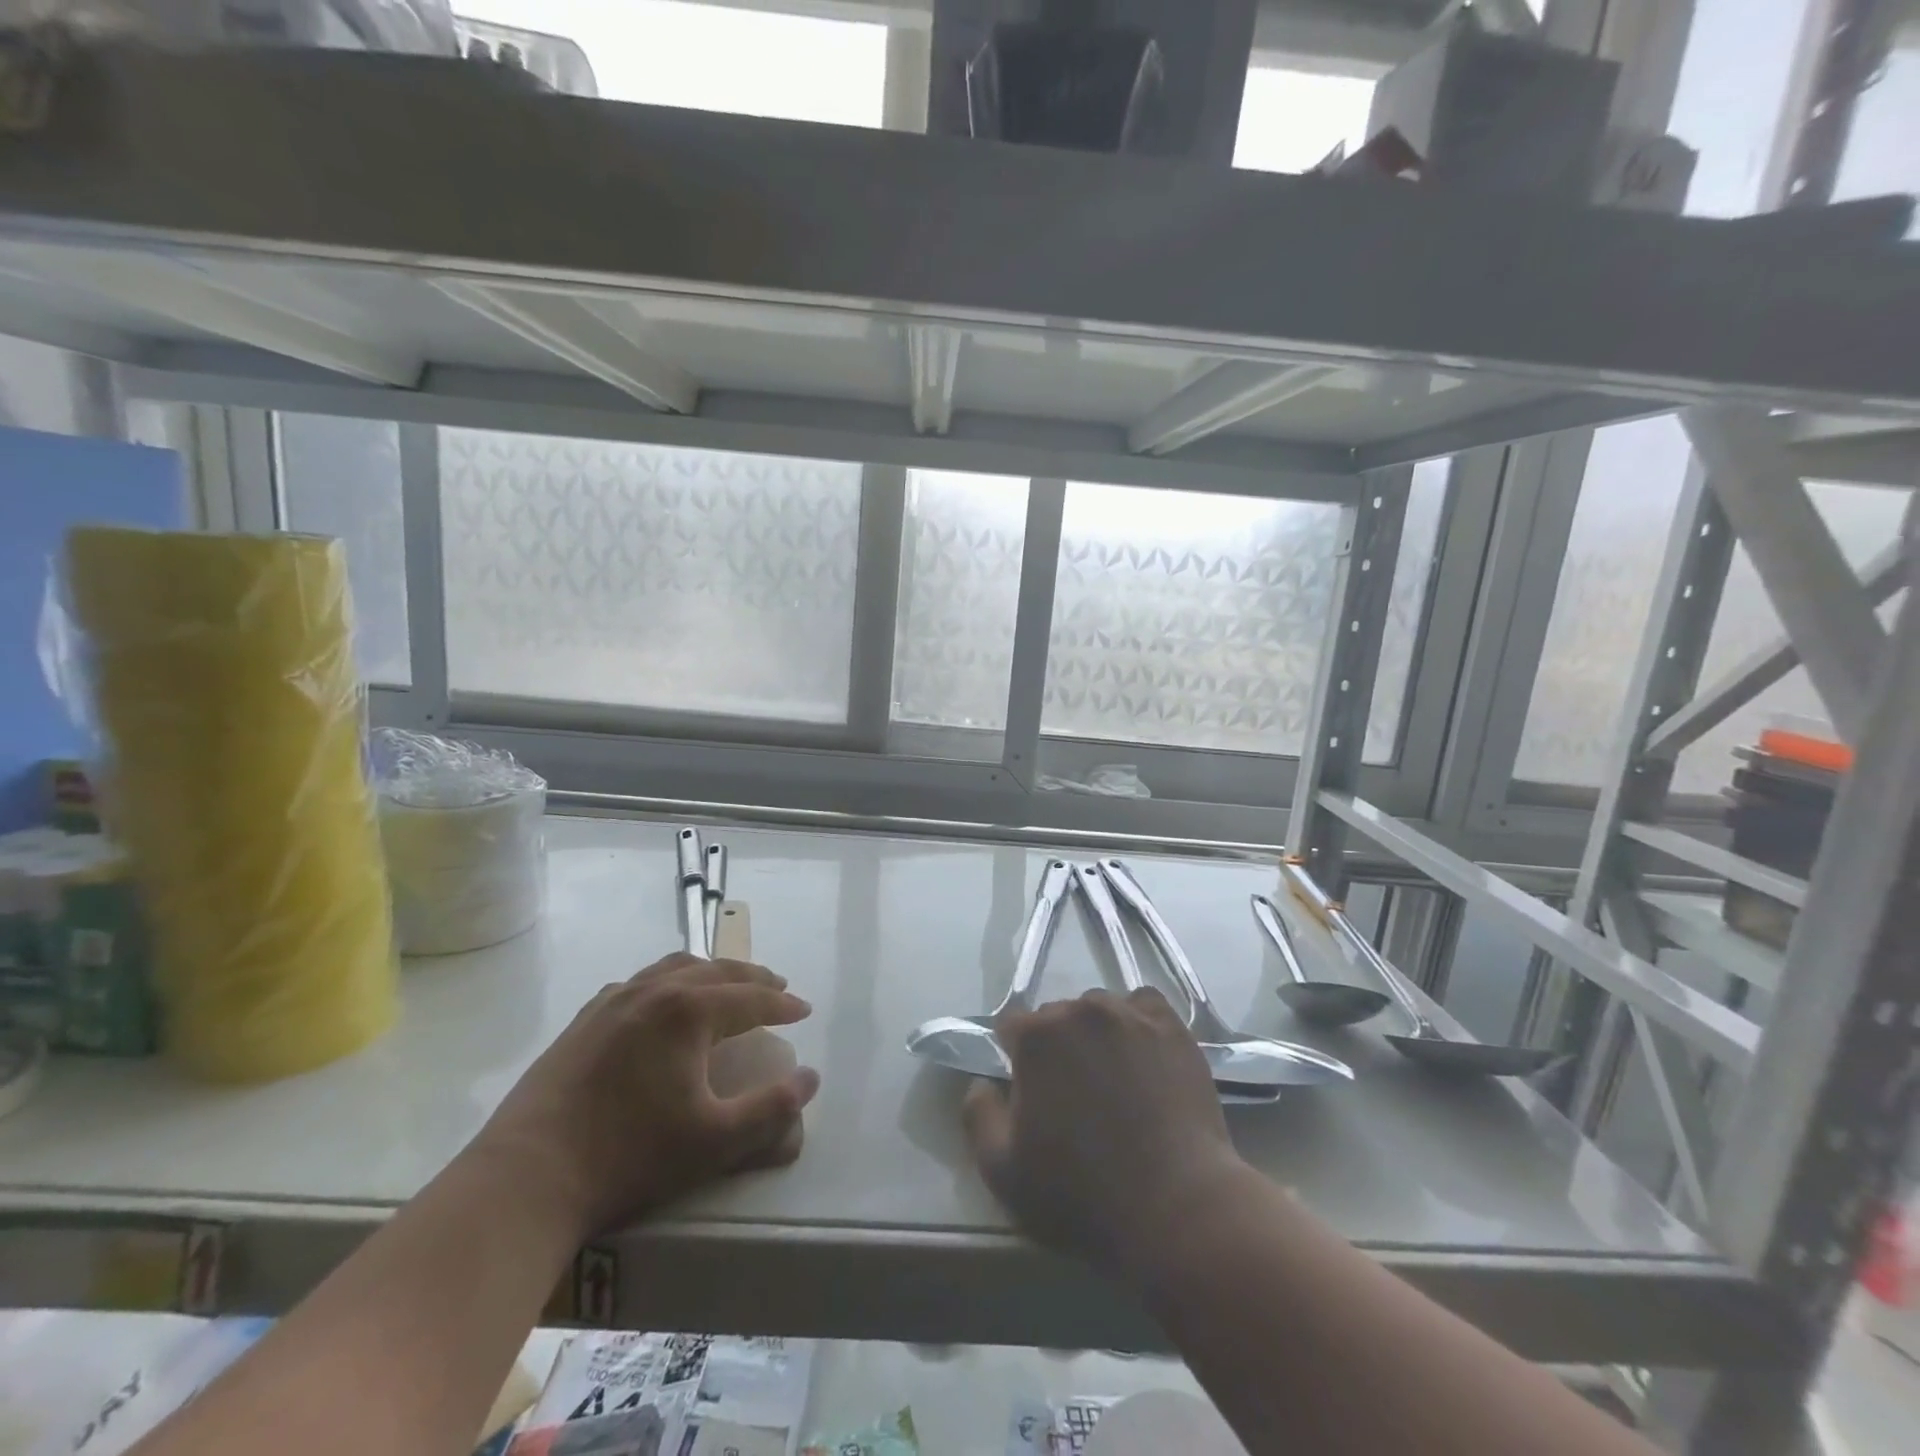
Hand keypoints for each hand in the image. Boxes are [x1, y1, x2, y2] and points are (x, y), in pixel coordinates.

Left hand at [471, 952, 818, 1241]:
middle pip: (717, 971)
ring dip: (711, 972)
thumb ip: (773, 1108)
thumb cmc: (629, 1158)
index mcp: (689, 1011)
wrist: (527, 1179)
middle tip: (777, 988)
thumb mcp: (715, 1141)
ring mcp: (613, 1000)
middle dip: (753, 978)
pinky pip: (638, 982)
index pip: (751, 998)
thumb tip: (811, 1076)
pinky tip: (663, 1002)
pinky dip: (667, 981)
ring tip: (728, 984)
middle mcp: (654, 991)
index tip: (804, 1010)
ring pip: (675, 967)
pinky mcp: (584, 1019)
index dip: (782, 1004)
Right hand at [963, 988, 1246, 1274]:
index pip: (1011, 1026)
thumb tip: (982, 1082)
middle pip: (1057, 1015)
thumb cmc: (1081, 1195)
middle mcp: (1080, 1011)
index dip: (1015, 1057)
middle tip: (1073, 1093)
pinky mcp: (1172, 1028)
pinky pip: (1143, 1006)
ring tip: (1113, 1078)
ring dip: (1096, 1034)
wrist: (1176, 1209)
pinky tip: (1144, 1056)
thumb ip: (977, 1115)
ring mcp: (1130, 1015)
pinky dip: (1136, 1022)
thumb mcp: (1003, 1172)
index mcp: (1036, 1037)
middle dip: (1057, 1046)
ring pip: (1099, 1009)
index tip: (1029, 1091)